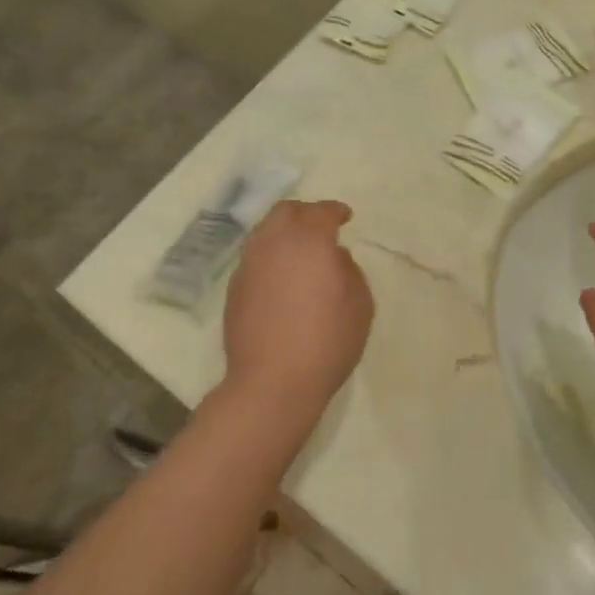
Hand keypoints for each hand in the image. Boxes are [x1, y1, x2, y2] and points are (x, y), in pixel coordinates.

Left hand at [223, 199, 372, 410]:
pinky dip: (270, 256)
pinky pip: (255, 257)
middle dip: (305, 213)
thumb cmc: (326, 342)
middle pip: (285, 212)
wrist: (272, 383)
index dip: (335, 211)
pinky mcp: (234, 288)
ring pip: (265, 232)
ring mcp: (248, 265)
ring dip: (284, 233)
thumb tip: (335, 258)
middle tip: (321, 228)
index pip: (321, 212)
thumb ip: (350, 271)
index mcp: (308, 241)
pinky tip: (282, 277)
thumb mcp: (360, 305)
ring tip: (300, 253)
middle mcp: (273, 244)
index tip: (346, 217)